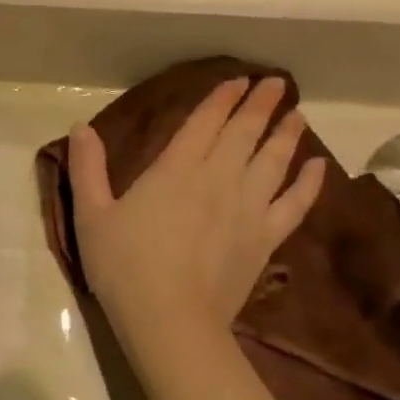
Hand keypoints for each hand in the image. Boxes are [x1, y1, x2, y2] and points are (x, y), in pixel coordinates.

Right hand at [67, 77, 325, 336]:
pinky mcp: (265, 239)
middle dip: (260, 105)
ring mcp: (247, 208)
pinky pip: (294, 204)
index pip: (204, 123)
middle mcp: (218, 179)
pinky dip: (308, 183)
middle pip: (244, 134)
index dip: (221, 99)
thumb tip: (81, 127)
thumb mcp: (91, 214)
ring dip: (287, 135)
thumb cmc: (123, 266)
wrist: (170, 320)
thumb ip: (87, 168)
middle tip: (278, 83)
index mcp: (175, 170)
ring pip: (274, 161)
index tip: (238, 80)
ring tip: (298, 115)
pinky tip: (319, 167)